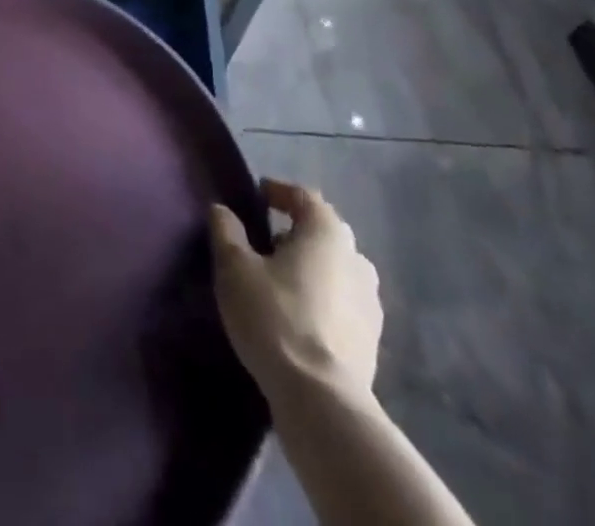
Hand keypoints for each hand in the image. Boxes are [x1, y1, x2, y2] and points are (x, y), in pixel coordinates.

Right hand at [209, 178, 381, 398]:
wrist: (322, 402)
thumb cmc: (275, 318)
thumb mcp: (235, 268)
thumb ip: (226, 231)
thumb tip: (222, 210)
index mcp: (328, 232)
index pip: (303, 196)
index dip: (278, 192)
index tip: (257, 196)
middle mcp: (357, 259)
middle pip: (323, 233)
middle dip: (294, 233)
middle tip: (264, 243)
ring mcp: (371, 303)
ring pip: (335, 270)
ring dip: (310, 269)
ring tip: (280, 283)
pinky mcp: (372, 341)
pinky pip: (342, 305)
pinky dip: (321, 301)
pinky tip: (298, 318)